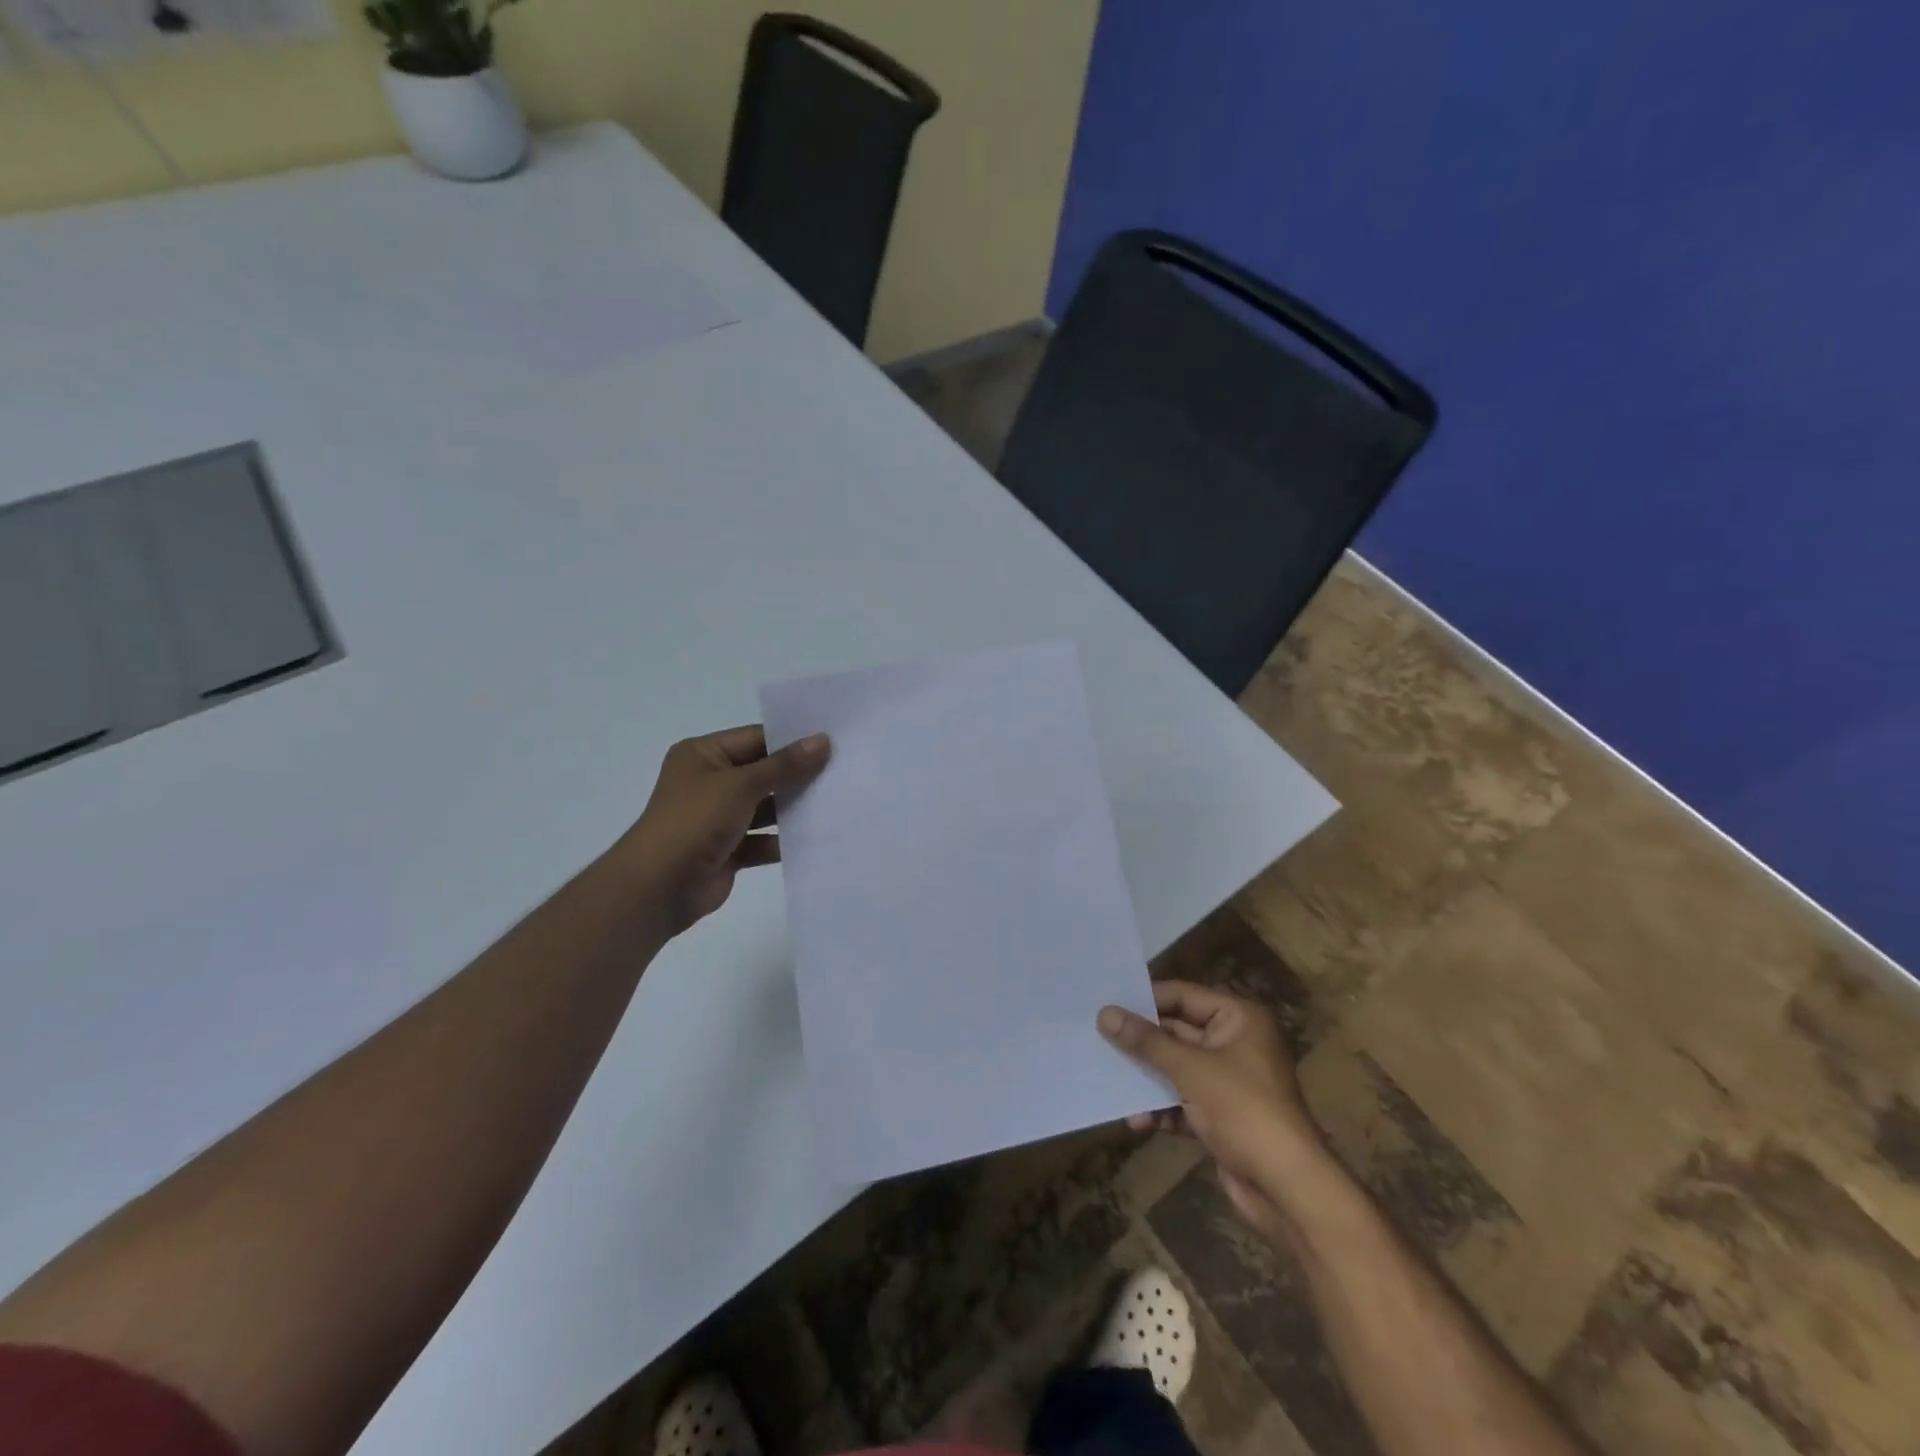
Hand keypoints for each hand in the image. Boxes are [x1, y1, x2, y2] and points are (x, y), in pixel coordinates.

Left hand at [610, 725, 830, 935]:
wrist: (658, 888)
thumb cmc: (694, 822)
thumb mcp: (741, 786)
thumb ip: (784, 766)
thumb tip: (823, 741)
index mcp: (703, 755)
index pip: (756, 739)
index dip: (793, 740)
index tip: (833, 742)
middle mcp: (710, 782)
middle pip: (763, 773)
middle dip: (798, 775)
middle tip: (844, 770)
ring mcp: (718, 818)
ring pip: (765, 808)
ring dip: (794, 808)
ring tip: (837, 802)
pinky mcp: (728, 850)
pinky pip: (763, 840)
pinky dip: (784, 840)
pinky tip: (818, 837)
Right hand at [1100, 982, 1332, 1236]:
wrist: (1288, 1189)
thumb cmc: (1243, 1111)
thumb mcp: (1190, 1069)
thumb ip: (1146, 1041)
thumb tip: (1105, 1013)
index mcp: (1238, 1019)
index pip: (1182, 995)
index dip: (1145, 999)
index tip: (1106, 1002)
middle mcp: (1235, 1043)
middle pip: (1177, 1032)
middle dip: (1141, 1041)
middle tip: (1097, 1037)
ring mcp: (1229, 1082)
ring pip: (1177, 1068)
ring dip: (1147, 1077)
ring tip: (1108, 1078)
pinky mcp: (1222, 1116)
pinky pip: (1184, 1101)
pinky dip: (1162, 1108)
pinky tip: (1136, 1121)